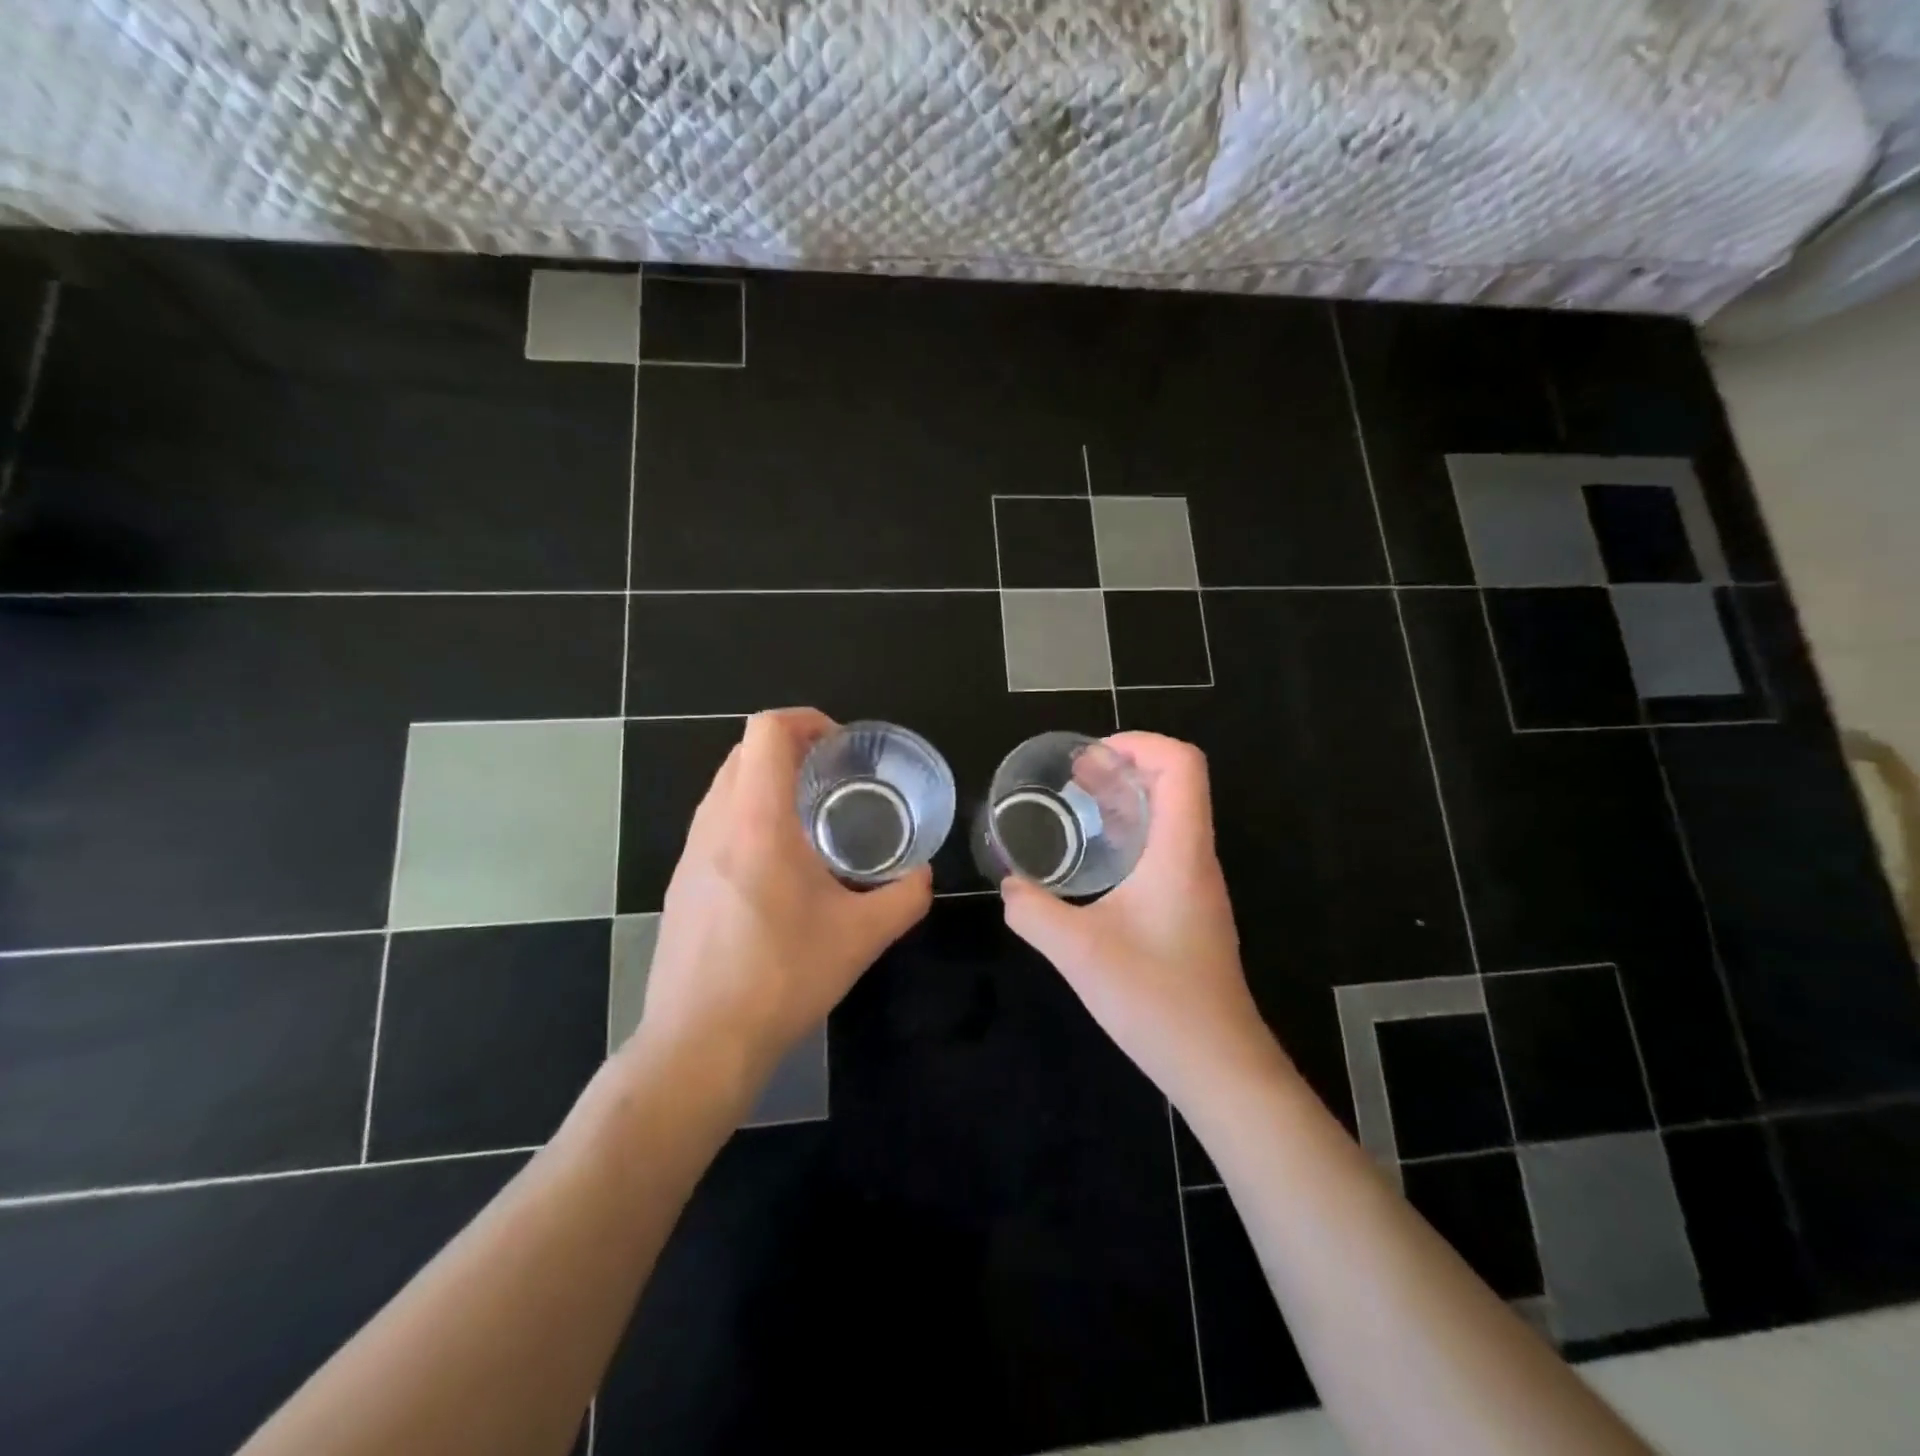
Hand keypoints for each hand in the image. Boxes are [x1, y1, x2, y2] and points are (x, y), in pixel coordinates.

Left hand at [633, 708, 932, 1088]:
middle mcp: (715, 825)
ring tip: (810, 816)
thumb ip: (904, 898)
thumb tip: (924, 876)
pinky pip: (714, 821)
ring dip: (766, 781)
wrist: (700, 1043)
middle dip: (790, 748)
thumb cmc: (781, 979)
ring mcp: (689, 853)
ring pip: (725, 786)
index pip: (766, 731)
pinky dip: (747, 815)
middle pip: (744, 751)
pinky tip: (778, 865)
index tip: (841, 745)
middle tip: (834, 776)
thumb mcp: (861, 938)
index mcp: (757, 822)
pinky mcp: (681, 882)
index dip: (806, 721)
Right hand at [1000, 733, 1277, 1104]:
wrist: (1217, 1064)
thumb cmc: (1156, 999)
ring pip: (1171, 816)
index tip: (1091, 755)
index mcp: (1179, 851)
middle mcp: (1195, 858)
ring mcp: (1196, 885)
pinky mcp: (1190, 909)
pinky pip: (1165, 848)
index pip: (1182, 764)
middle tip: (1074, 774)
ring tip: (1079, 801)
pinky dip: (1131, 833)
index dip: (1140, 743)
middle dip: (1125, 765)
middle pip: (1176, 783)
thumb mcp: (1078, 952)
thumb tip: (1009, 888)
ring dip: (1128, 799)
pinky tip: (1096, 858)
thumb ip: (1033, 913)